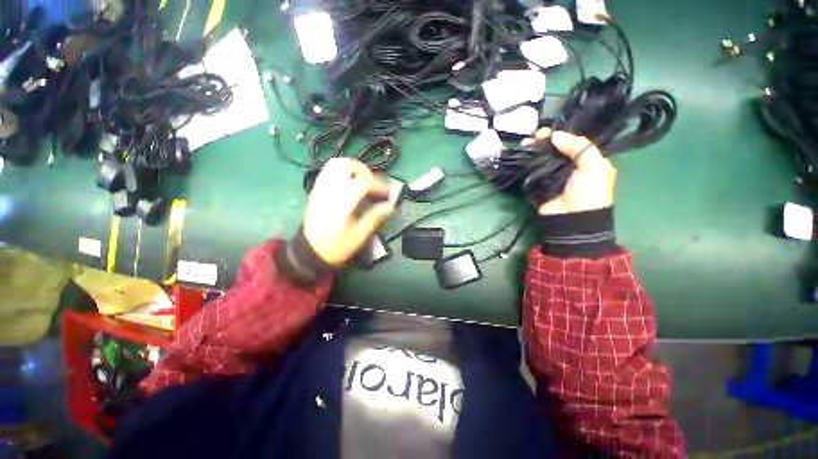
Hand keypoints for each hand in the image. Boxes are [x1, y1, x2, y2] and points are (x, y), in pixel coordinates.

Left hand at [303, 158, 394, 266]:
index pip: (362, 183)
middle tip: (373, 184)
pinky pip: (328, 171)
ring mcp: (320, 189)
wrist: (310, 251)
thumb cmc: (336, 246)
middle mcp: (329, 192)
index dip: (378, 185)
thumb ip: (374, 217)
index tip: (387, 194)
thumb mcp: (358, 236)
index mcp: (341, 204)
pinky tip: (349, 184)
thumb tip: (390, 205)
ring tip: (362, 182)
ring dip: (352, 169)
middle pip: (346, 165)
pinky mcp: (316, 191)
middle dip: (363, 171)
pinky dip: (342, 172)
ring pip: (335, 164)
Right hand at [521, 128, 615, 215]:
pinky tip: (522, 156)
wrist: (572, 218)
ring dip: (533, 151)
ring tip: (525, 144)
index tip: (546, 132)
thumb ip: (579, 147)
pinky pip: (532, 171)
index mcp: (585, 161)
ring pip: (541, 158)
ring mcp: (551, 176)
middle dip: (543, 142)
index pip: (571, 143)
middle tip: (533, 137)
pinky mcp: (538, 185)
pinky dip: (526, 163)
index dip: (559, 135)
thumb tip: (555, 135)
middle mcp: (568, 166)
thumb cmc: (588, 192)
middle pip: (554, 149)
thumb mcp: (594, 166)